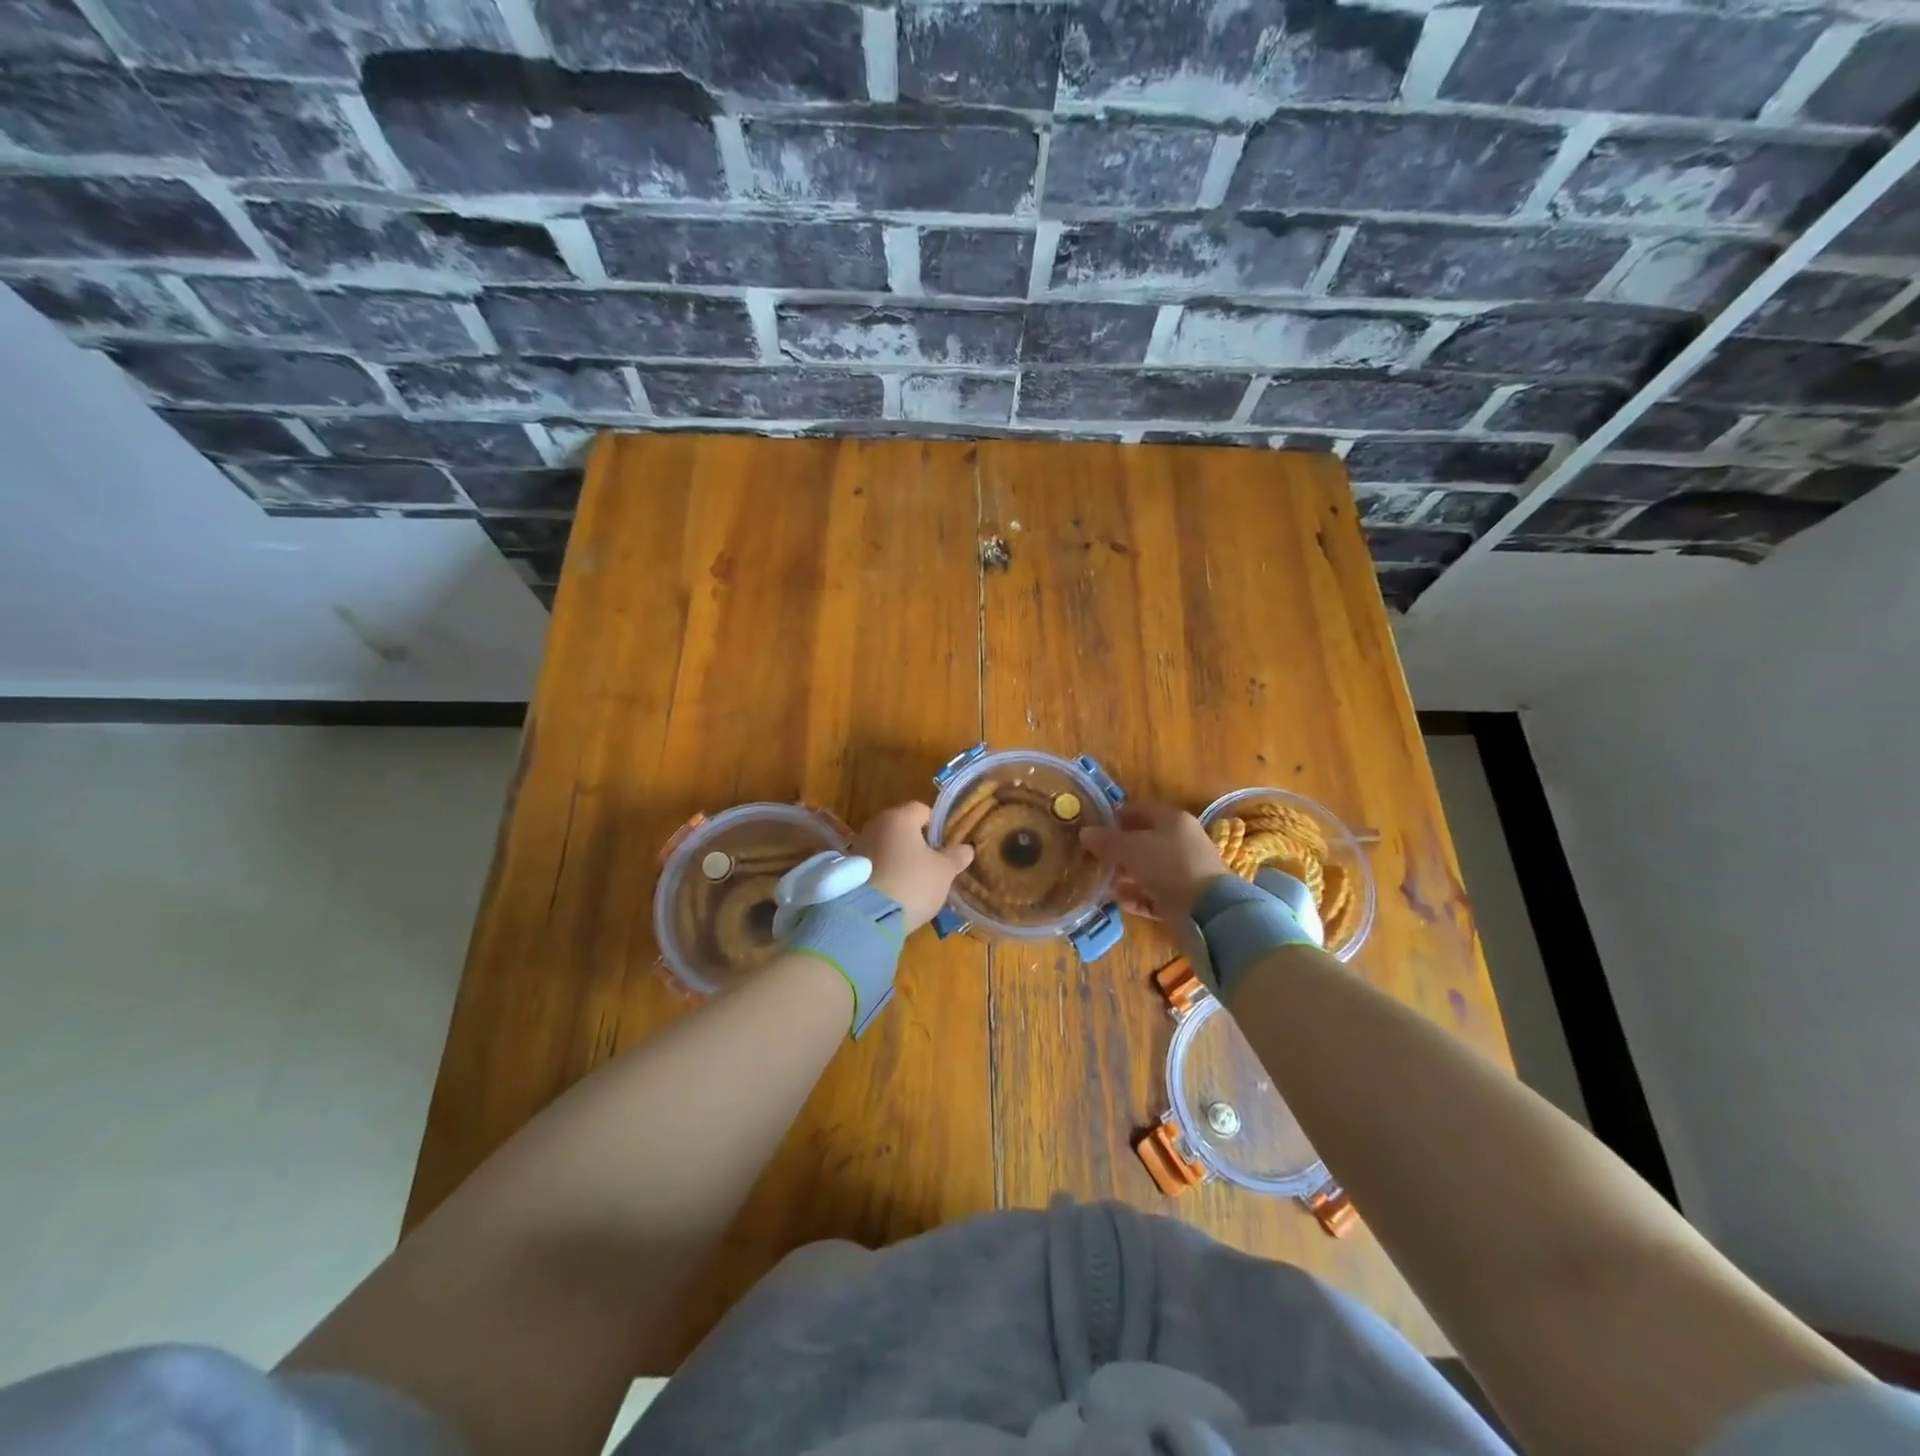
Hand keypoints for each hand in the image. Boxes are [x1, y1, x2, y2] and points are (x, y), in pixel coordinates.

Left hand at [853, 802, 974, 931]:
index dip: (936, 825)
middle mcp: (875, 825)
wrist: (866, 917)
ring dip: (899, 859)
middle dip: (916, 843)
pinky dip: (885, 873)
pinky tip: (895, 891)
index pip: (922, 809)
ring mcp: (858, 847)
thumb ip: (955, 857)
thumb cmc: (912, 883)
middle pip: (901, 828)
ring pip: (886, 846)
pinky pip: (874, 865)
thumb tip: (966, 848)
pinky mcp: (848, 870)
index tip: (946, 845)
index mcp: (899, 817)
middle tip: (932, 864)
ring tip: (914, 881)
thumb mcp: (943, 872)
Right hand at [1079, 801, 1227, 921]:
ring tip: (1103, 881)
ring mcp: (1185, 872)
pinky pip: (1155, 894)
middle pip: (1145, 841)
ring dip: (1126, 875)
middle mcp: (1181, 842)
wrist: (1208, 912)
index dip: (1117, 815)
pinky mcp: (1184, 899)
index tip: (1095, 826)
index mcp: (1173, 821)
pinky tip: (1119, 901)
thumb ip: (1107, 840)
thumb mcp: (1131, 849)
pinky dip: (1138, 896)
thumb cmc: (1168, 867)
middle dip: (1119, 848)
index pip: (1141, 810)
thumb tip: (1085, 832)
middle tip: (1095, 856)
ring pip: (1149, 869)